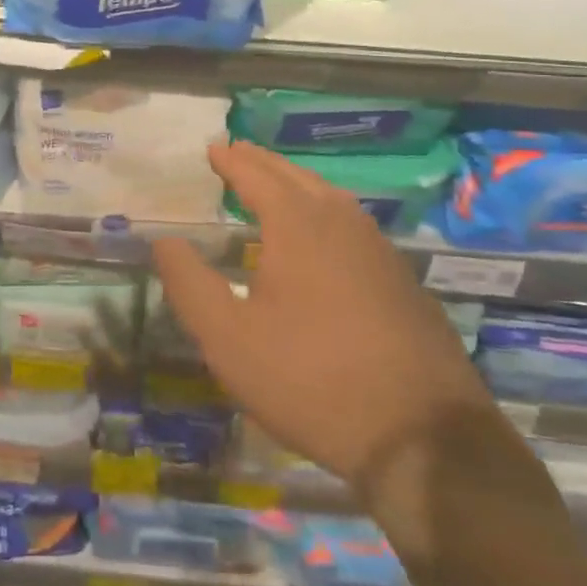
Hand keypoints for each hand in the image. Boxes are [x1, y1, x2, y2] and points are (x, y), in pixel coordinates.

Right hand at [153, 142, 493, 505]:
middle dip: (263, 162)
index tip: (213, 148)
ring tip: (275, 184)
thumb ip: (189, 283)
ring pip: (331, 197)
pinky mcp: (402, 280)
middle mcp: (341, 222)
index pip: (256, 175)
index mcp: (297, 224)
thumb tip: (164, 240)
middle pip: (296, 177)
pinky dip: (325, 210)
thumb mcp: (228, 338)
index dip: (231, 161)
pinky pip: (353, 224)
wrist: (423, 437)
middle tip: (239, 153)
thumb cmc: (311, 380)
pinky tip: (323, 235)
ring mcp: (379, 249)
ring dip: (297, 182)